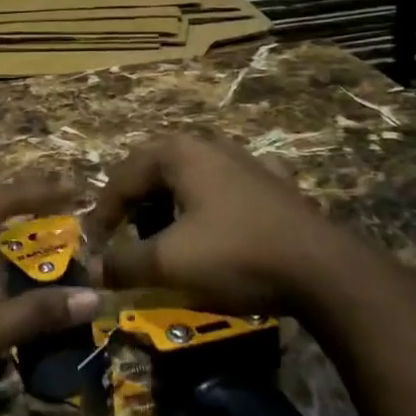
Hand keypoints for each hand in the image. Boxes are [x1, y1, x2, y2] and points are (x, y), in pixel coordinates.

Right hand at [85, 135, 371, 314]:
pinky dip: (210, 201)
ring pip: (190, 174)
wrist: (322, 270)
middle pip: (154, 168)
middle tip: (123, 232)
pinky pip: (226, 186)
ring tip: (163, 231)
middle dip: (134, 201)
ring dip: (169, 200)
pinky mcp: (273, 183)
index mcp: (179, 153)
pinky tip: (216, 219)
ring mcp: (246, 160)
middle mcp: (209, 145)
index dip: (103, 212)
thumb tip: (93, 269)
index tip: (94, 245)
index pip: (123, 176)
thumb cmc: (235, 255)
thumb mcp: (168, 263)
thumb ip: (123, 263)